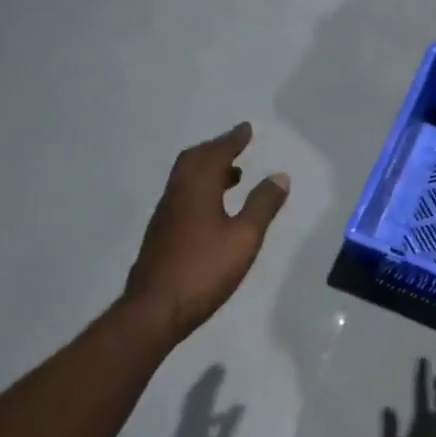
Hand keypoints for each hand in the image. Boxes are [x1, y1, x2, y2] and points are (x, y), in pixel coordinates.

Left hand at [123, 122, 289, 344]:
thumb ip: (262, 206)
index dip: (231, 140)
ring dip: (208, 170)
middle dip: (216, 150)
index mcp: (196, 190)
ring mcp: (165, 215)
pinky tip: (213, 208)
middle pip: (193, 161)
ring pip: (185, 179)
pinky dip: (200, 189)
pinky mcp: (162, 234)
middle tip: (236, 146)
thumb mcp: (244, 238)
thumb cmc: (205, 270)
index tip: (246, 128)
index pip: (215, 154)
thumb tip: (279, 176)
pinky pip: (182, 196)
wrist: (156, 308)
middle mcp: (176, 195)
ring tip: (232, 175)